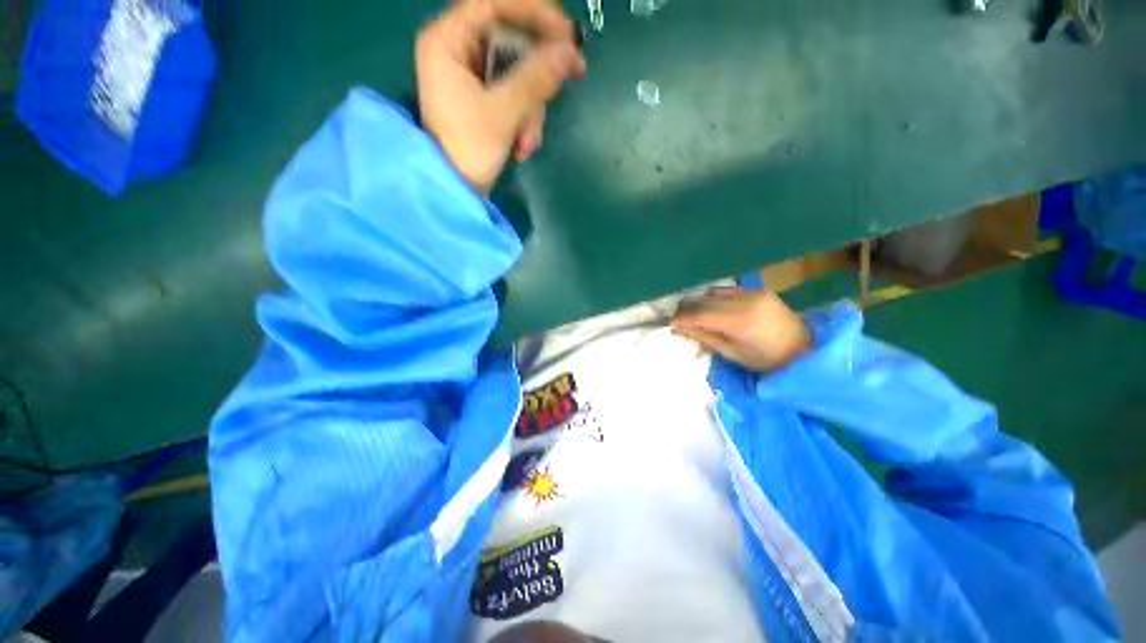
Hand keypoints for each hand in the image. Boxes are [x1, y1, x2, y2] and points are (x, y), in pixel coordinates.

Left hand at [415, 0, 585, 193]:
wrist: (457, 192)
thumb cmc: (468, 150)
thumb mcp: (504, 113)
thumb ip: (536, 79)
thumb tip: (572, 53)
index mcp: (448, 40)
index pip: (493, 4)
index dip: (534, 12)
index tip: (567, 33)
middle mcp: (457, 51)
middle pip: (511, 41)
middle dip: (536, 77)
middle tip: (567, 80)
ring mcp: (471, 77)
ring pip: (518, 73)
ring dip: (531, 110)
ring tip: (526, 142)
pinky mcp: (483, 101)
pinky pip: (514, 96)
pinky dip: (524, 120)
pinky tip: (521, 146)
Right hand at [672, 288, 811, 372]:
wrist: (804, 350)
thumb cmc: (766, 360)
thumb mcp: (732, 353)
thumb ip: (704, 336)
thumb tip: (678, 327)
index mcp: (740, 321)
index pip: (699, 314)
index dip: (681, 318)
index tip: (670, 325)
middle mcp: (745, 300)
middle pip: (703, 300)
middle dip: (687, 310)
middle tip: (679, 321)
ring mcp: (752, 292)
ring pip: (712, 292)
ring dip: (699, 303)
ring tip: (695, 315)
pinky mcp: (757, 290)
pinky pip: (726, 291)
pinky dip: (714, 299)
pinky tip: (713, 309)